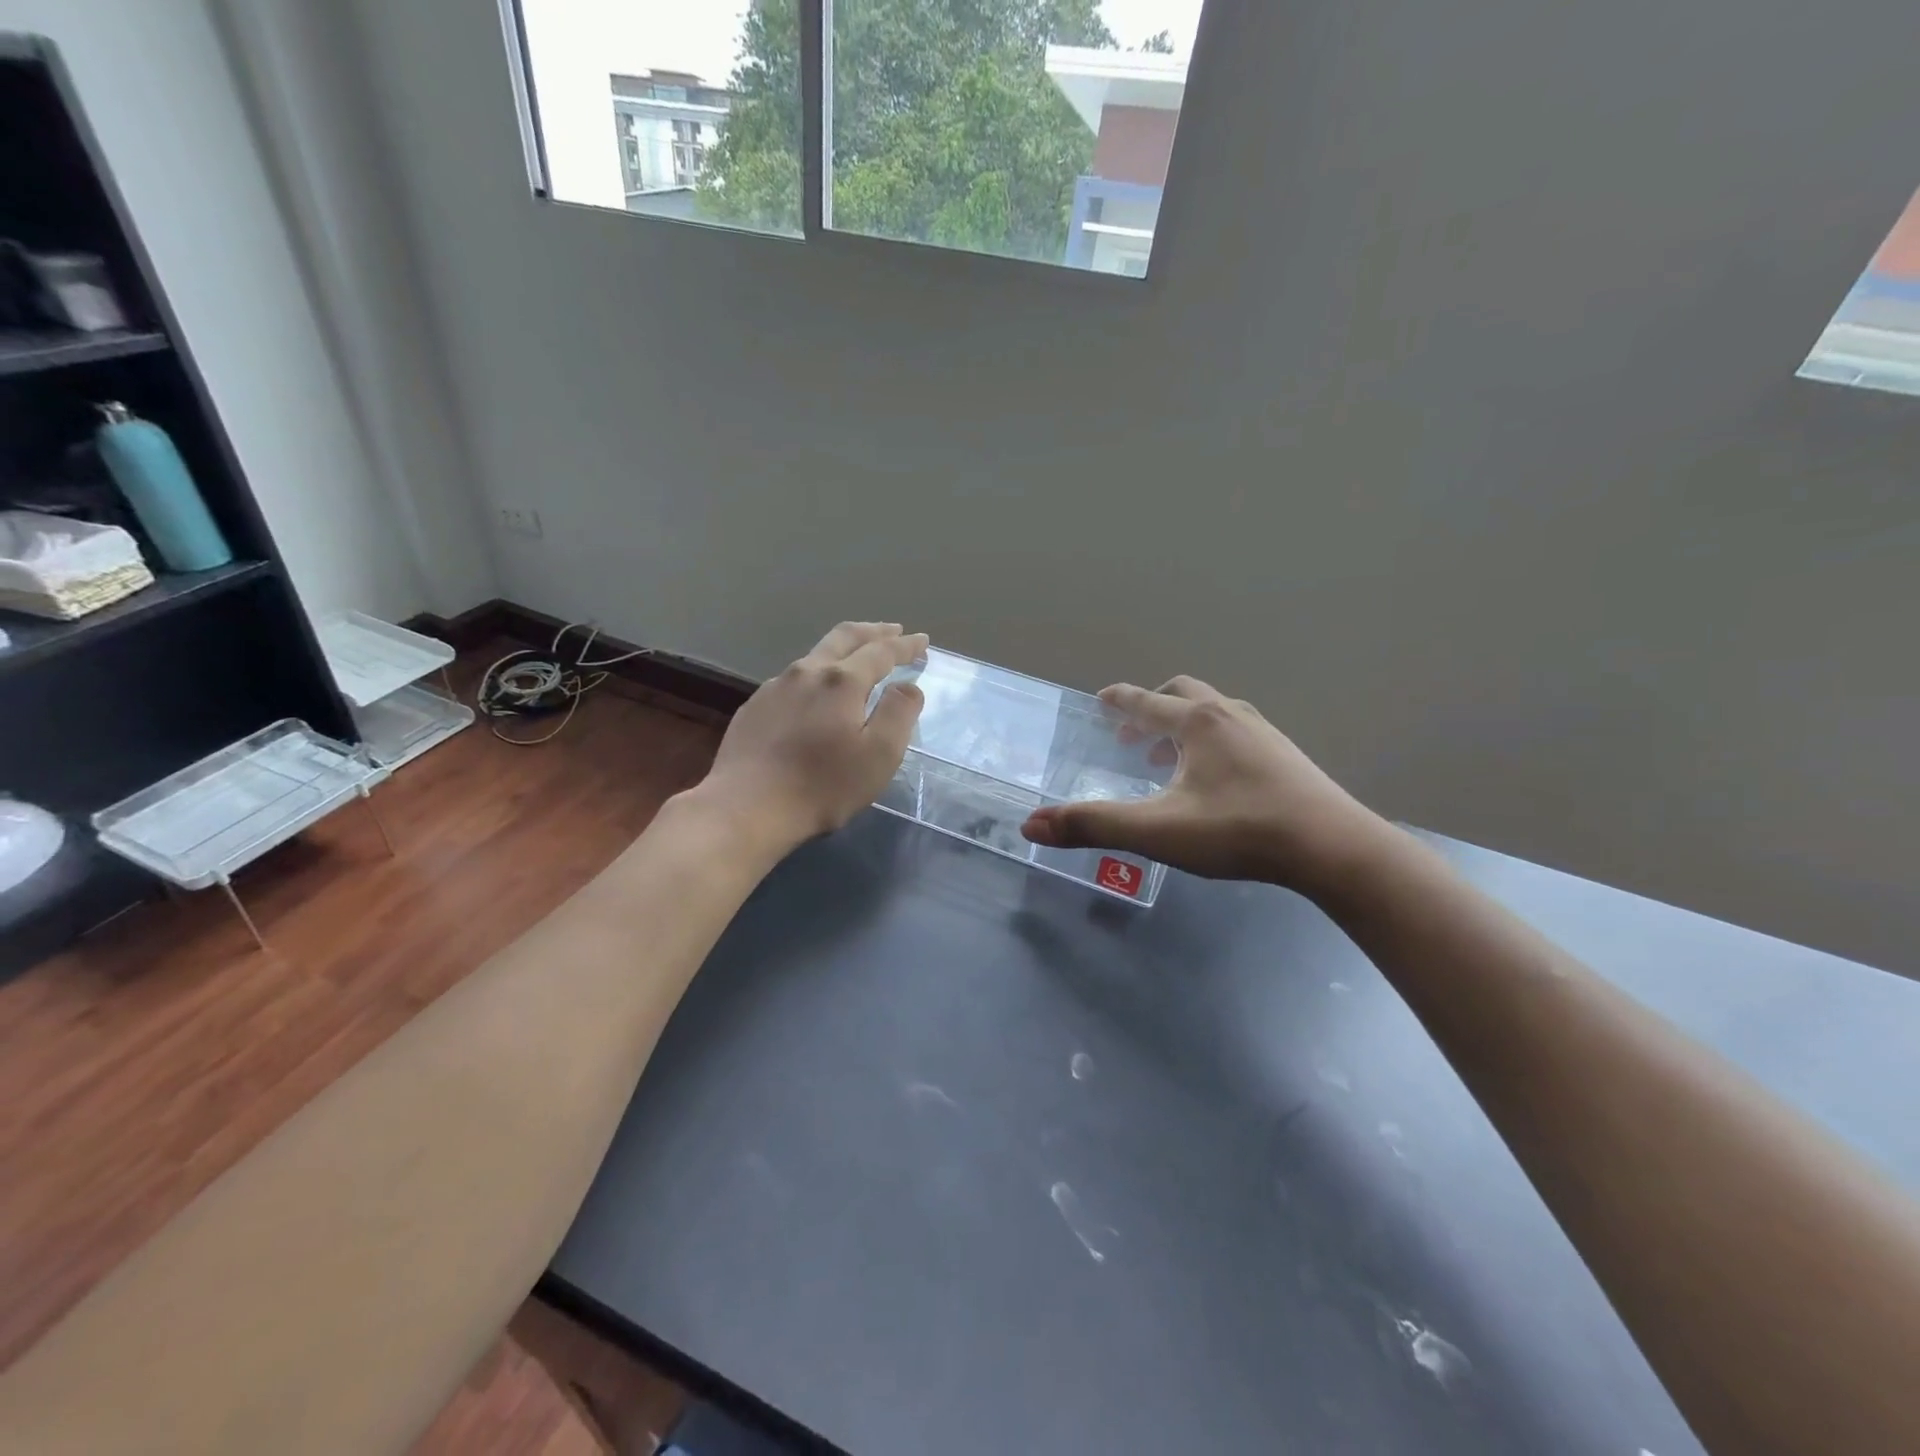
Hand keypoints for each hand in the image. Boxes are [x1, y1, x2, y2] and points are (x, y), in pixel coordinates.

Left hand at [695, 622, 926, 856]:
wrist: (747, 807)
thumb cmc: (823, 785)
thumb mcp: (879, 755)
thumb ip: (899, 714)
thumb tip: (908, 686)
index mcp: (842, 681)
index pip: (881, 652)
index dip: (905, 646)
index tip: (922, 641)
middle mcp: (807, 672)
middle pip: (844, 637)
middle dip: (873, 632)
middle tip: (893, 630)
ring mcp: (775, 687)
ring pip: (815, 655)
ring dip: (843, 649)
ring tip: (857, 657)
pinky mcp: (755, 706)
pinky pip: (793, 679)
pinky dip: (816, 674)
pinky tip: (816, 692)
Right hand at [1021, 676, 1387, 894]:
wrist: (1333, 848)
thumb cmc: (1239, 831)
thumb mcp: (1157, 831)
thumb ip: (1092, 826)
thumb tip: (1031, 825)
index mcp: (1197, 723)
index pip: (1146, 701)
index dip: (1119, 700)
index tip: (1102, 698)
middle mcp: (1230, 715)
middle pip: (1184, 692)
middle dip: (1153, 706)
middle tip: (1133, 733)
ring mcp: (1265, 733)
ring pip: (1214, 711)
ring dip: (1184, 725)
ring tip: (1168, 758)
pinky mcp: (1287, 756)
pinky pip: (1238, 732)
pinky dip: (1213, 741)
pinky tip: (1215, 780)